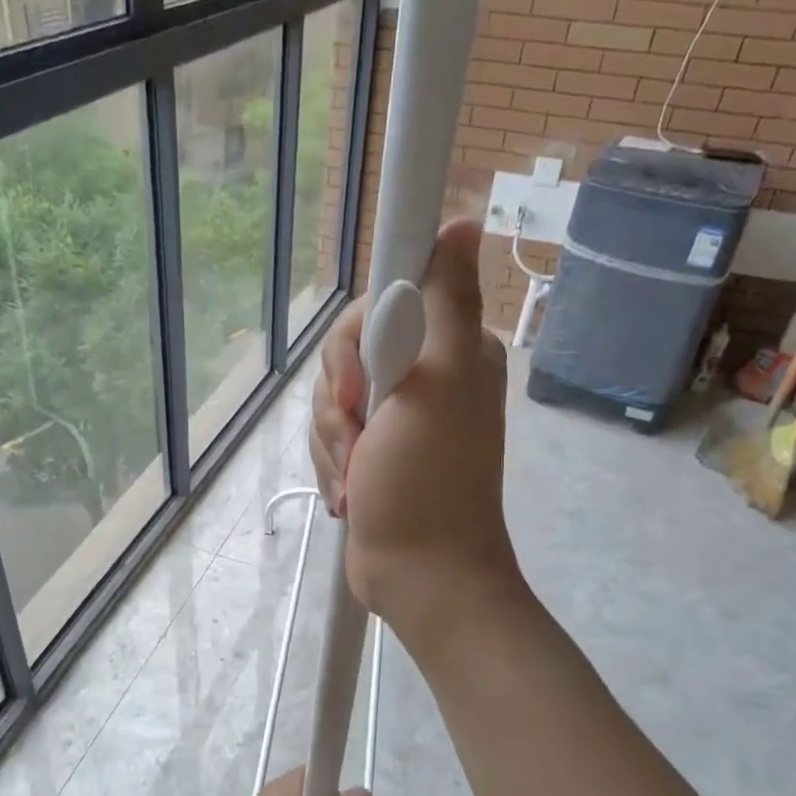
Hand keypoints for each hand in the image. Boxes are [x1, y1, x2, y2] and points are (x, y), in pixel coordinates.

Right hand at [309, 218, 523, 645]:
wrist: (418, 575)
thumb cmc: (428, 482)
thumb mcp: (438, 384)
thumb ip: (445, 303)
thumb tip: (466, 220)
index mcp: (450, 347)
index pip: (383, 299)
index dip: (357, 338)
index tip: (362, 382)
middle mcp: (424, 373)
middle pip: (346, 350)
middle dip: (339, 403)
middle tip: (360, 440)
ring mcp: (396, 415)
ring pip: (331, 397)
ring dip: (332, 443)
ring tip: (356, 479)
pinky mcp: (372, 449)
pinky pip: (330, 434)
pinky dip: (332, 465)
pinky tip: (350, 494)